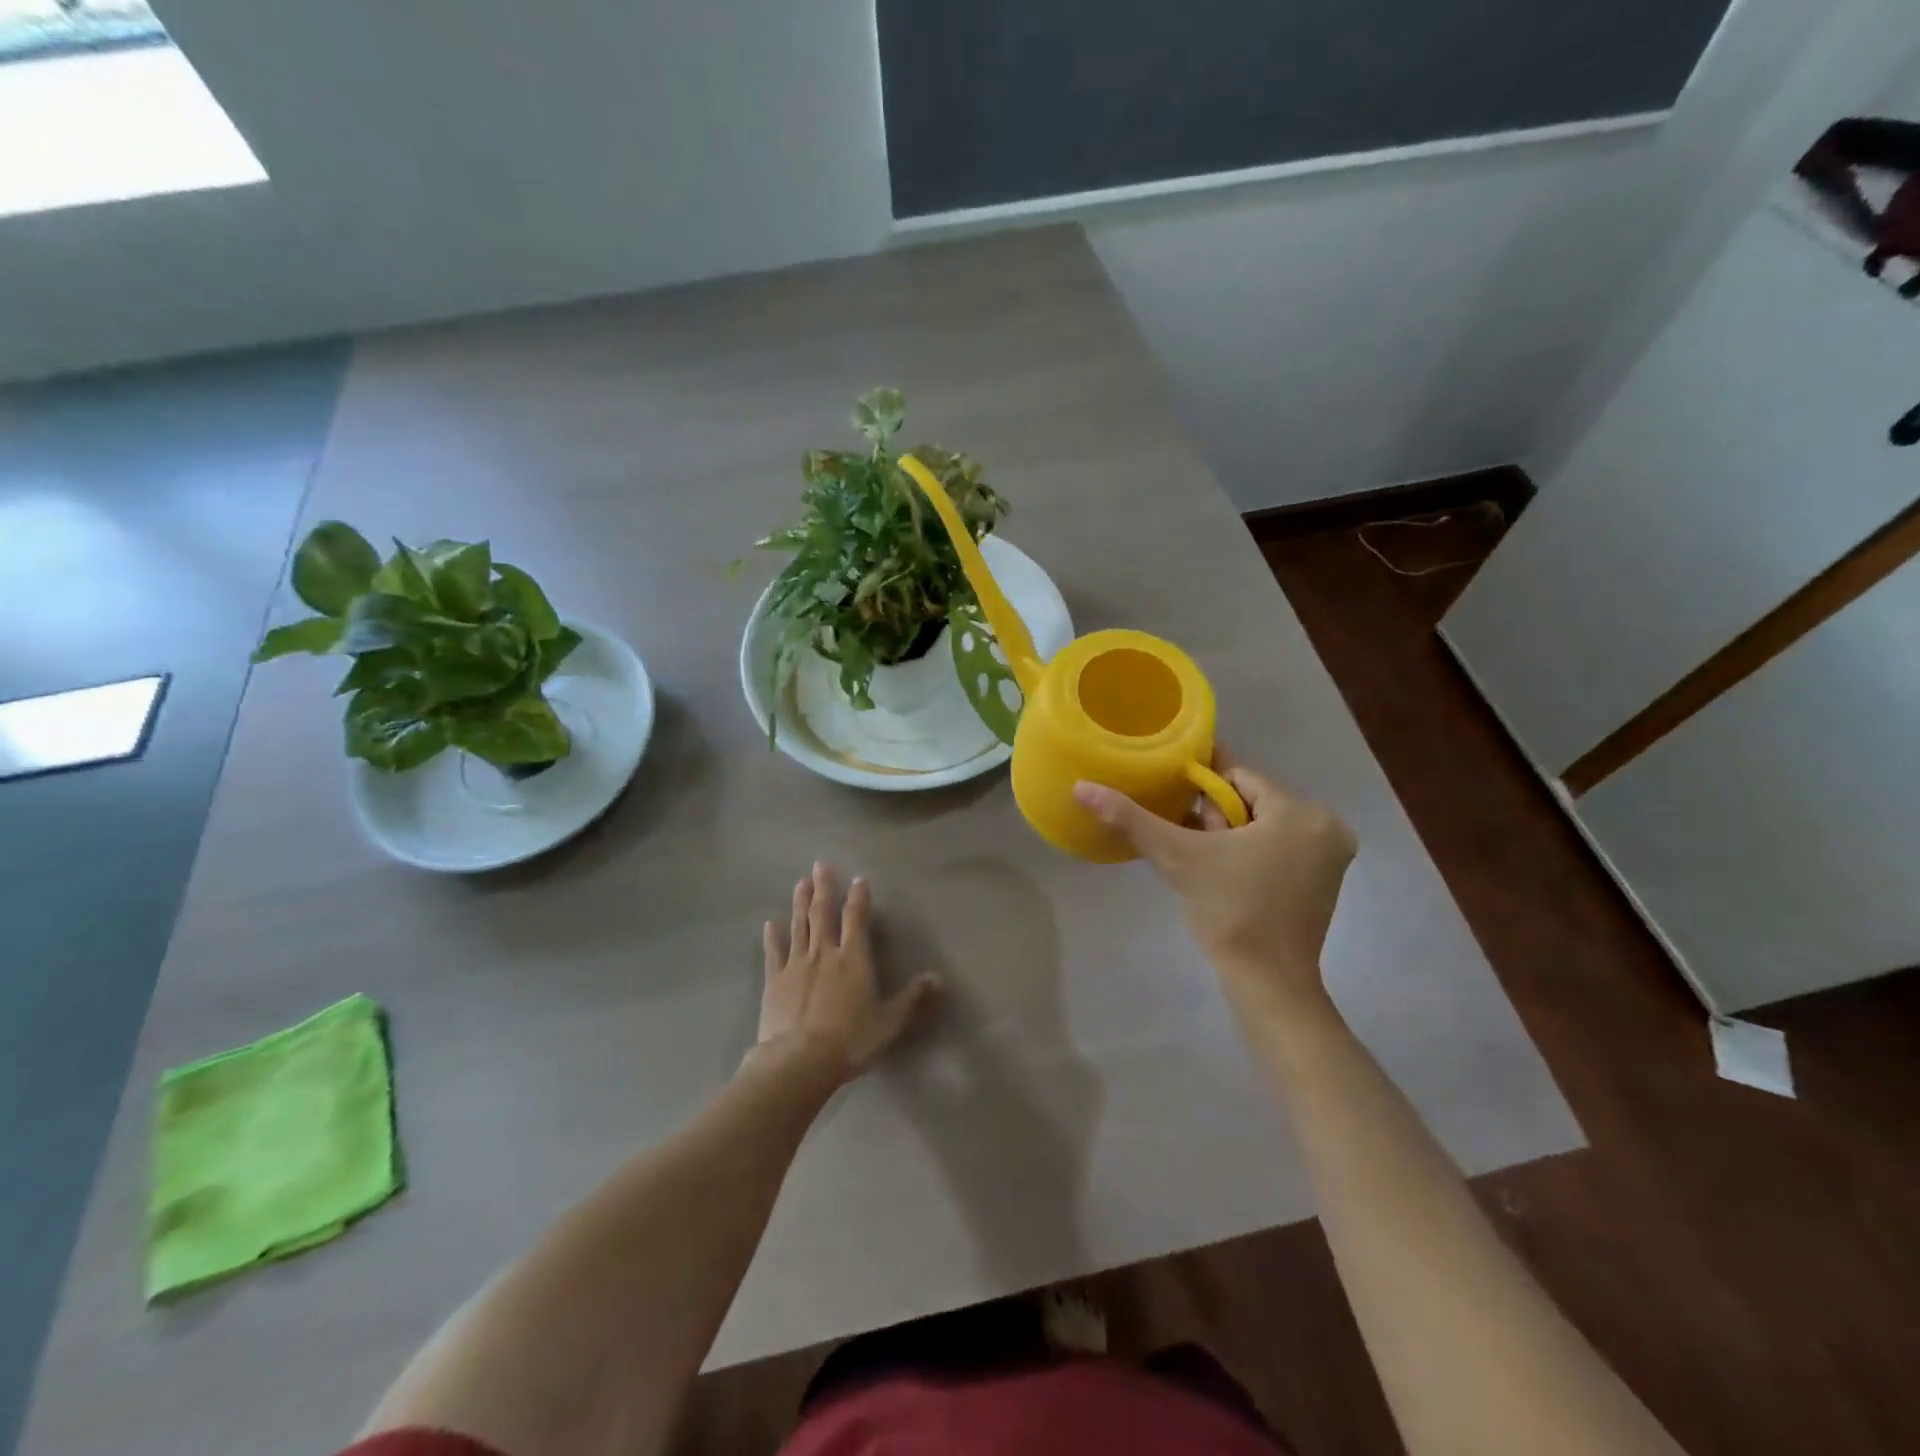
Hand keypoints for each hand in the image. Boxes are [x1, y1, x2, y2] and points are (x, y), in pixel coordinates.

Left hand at [755, 862, 940, 1083]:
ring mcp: (796, 964)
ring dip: (800, 903)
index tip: (858, 879)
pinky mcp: (774, 981)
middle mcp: (824, 952)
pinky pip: (774, 952)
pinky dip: (772, 937)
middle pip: (823, 913)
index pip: (856, 919)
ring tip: (801, 883)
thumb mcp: (889, 1021)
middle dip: (824, 887)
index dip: (858, 897)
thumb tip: (939, 979)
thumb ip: (912, 998)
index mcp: (853, 958)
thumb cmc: (850, 1039)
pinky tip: (769, 923)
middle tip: (820, 864)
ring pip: (799, 926)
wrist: (800, 1060)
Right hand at [1074, 753, 1355, 1010]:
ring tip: (1196, 855)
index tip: (1167, 789)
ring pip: (1263, 824)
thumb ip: (1131, 818)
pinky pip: (1276, 846)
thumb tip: (1082, 787)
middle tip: (1184, 838)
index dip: (1199, 783)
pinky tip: (1218, 869)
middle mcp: (1326, 826)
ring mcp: (1329, 856)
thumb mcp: (1177, 857)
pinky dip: (1247, 850)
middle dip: (1213, 814)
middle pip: (1252, 800)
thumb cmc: (1229, 912)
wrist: (1267, 984)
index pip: (1239, 776)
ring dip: (1227, 833)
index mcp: (1302, 812)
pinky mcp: (1322, 880)